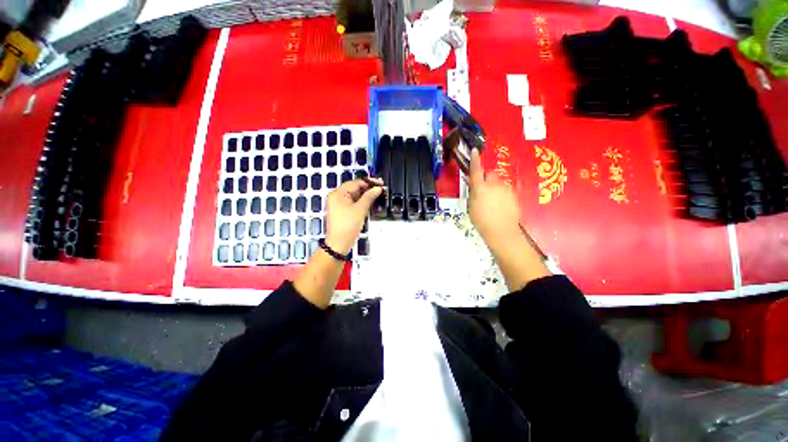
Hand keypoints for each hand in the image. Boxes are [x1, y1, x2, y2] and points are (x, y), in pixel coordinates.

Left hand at [324, 178, 383, 254]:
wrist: (339, 243)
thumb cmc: (348, 226)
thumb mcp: (360, 209)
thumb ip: (369, 197)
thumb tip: (377, 188)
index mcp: (338, 194)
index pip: (355, 183)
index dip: (369, 182)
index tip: (380, 183)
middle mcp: (336, 197)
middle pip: (354, 188)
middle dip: (367, 189)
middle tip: (380, 190)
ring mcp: (338, 205)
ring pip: (354, 196)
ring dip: (365, 196)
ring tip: (377, 196)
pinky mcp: (341, 211)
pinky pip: (352, 203)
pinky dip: (361, 202)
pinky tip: (369, 203)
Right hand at [468, 149, 521, 246]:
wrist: (501, 230)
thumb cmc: (481, 220)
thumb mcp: (471, 206)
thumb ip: (473, 193)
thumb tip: (475, 186)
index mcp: (480, 188)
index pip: (476, 170)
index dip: (475, 160)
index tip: (475, 151)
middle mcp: (493, 184)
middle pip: (490, 173)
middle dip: (487, 177)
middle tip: (484, 189)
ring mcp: (505, 188)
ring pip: (499, 182)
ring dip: (495, 187)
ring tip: (493, 201)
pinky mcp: (514, 194)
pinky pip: (506, 189)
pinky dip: (502, 194)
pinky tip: (501, 205)